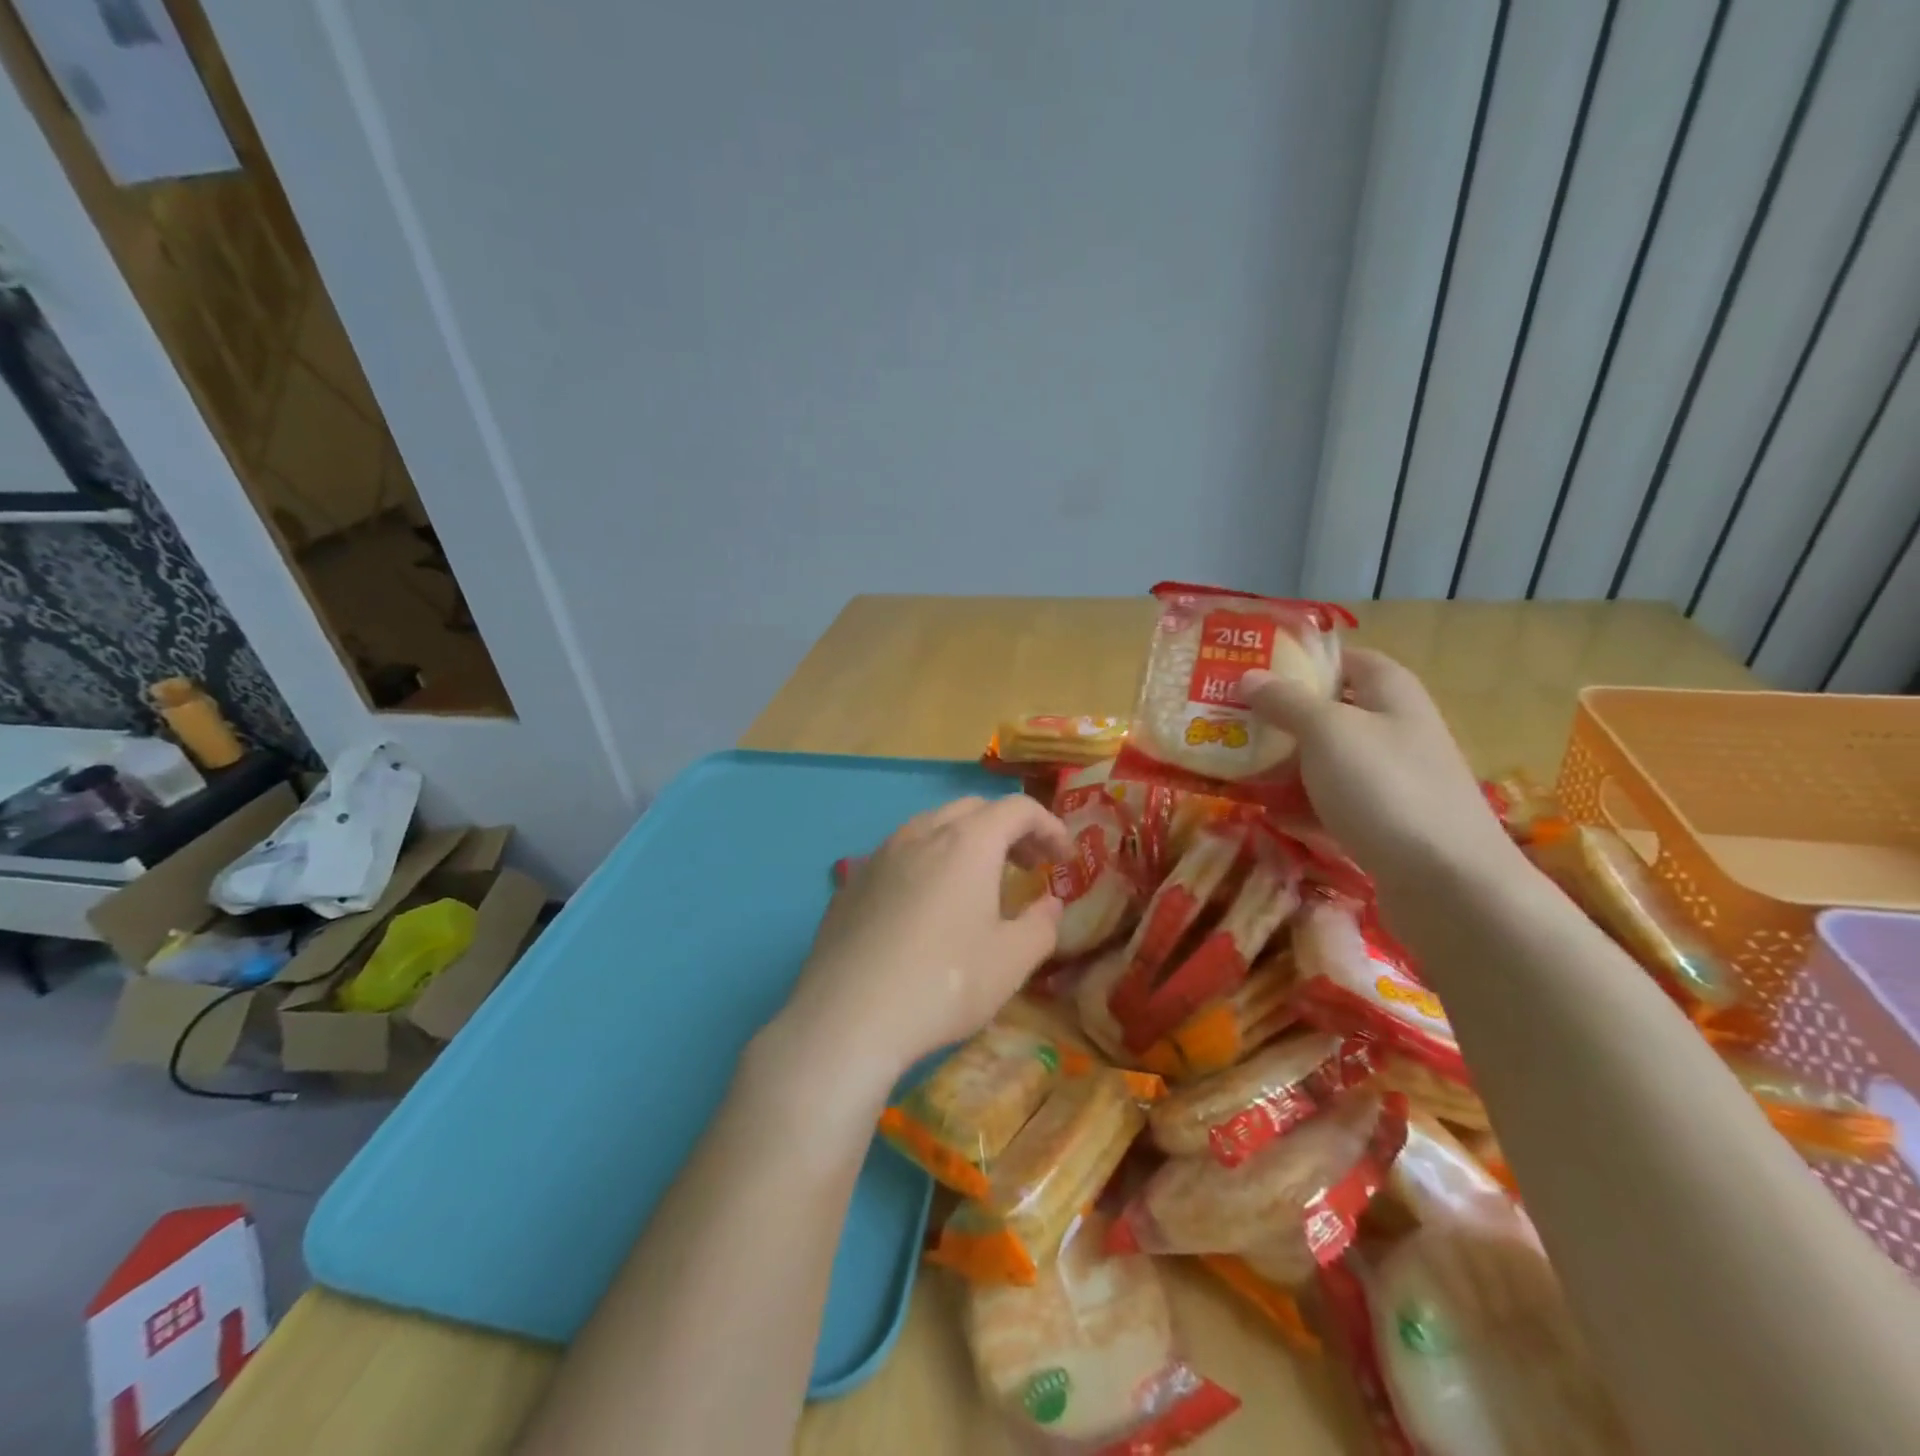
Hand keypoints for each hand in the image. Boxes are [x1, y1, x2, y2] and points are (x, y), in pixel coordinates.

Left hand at [775, 794, 1073, 1091]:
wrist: (847, 1017)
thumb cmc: (943, 984)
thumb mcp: (1011, 962)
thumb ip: (1042, 925)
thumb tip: (1050, 904)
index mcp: (967, 842)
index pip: (1017, 808)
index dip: (1049, 826)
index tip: (1064, 859)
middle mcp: (922, 833)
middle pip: (974, 810)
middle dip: (1008, 830)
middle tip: (1028, 867)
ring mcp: (880, 854)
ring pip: (932, 826)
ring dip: (965, 842)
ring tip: (978, 884)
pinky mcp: (852, 881)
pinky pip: (900, 854)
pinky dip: (928, 862)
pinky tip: (926, 907)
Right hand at [1239, 648, 1513, 886]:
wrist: (1447, 883)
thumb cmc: (1385, 788)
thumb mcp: (1327, 732)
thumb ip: (1285, 701)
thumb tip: (1249, 676)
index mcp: (1389, 692)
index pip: (1343, 659)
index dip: (1299, 661)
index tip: (1249, 671)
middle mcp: (1394, 728)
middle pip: (1329, 712)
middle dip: (1279, 717)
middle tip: (1226, 721)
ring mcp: (1391, 779)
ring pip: (1326, 761)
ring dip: (1283, 764)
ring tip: (1231, 766)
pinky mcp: (1383, 822)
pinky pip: (1331, 803)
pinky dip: (1300, 806)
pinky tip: (1265, 814)